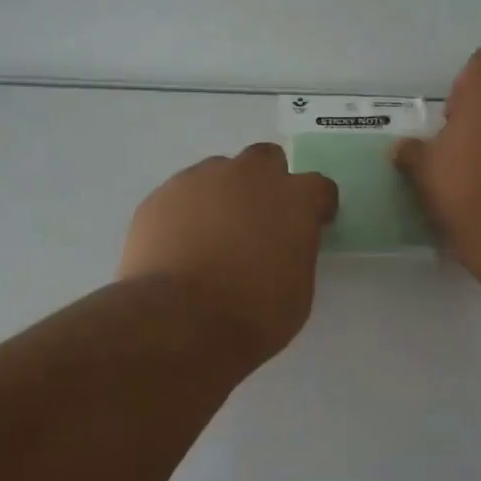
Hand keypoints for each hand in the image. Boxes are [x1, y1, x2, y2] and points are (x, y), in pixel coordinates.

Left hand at [118, 144, 338, 365]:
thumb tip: (282, 246)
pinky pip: (181, 195)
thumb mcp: (297, 290)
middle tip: (257, 220)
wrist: (179, 320)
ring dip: (223, 196)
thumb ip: (294, 252)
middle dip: (266, 182)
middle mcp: (250, 175)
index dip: (315, 207)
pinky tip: (179, 246)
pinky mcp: (161, 195)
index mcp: (294, 199)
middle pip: (266, 160)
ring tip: (211, 236)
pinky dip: (186, 213)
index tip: (309, 226)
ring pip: (218, 173)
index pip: (318, 187)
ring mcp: (201, 180)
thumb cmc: (252, 314)